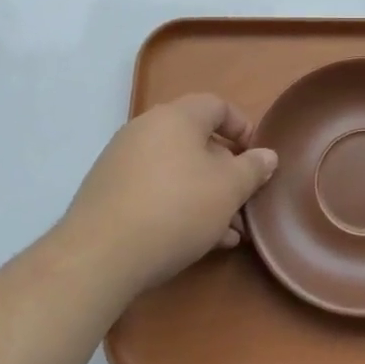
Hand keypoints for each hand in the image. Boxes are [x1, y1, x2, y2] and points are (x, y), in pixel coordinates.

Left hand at [59, 94, 276, 301]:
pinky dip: (178, 207)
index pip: (217, 106)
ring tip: (228, 232)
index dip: (243, 128)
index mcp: (176, 117)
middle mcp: (145, 130)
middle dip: (226, 172)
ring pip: (177, 171)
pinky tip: (198, 241)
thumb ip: (253, 168)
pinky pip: (154, 191)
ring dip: (206, 195)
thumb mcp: (229, 189)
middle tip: (244, 200)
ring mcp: (121, 162)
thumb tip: (267, 155)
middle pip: (196, 142)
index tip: (257, 158)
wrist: (98, 257)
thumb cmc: (176, 209)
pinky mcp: (107, 194)